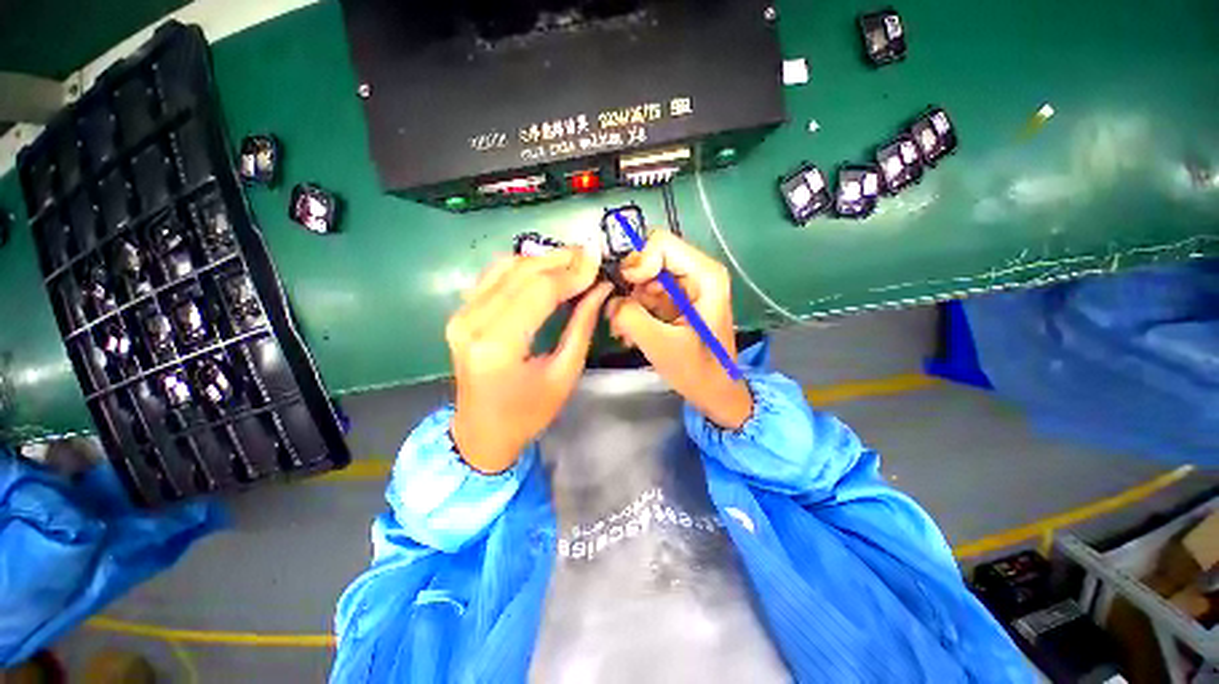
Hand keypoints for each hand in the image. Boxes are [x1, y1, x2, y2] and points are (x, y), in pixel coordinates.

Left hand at [447, 249, 611, 472]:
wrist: (482, 432)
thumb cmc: (528, 413)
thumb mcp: (565, 374)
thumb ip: (582, 326)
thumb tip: (600, 289)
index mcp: (498, 345)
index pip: (540, 291)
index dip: (573, 273)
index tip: (599, 262)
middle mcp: (473, 322)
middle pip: (522, 272)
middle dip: (561, 259)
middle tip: (590, 255)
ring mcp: (461, 314)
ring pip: (506, 267)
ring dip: (543, 259)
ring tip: (573, 260)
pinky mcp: (460, 313)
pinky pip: (493, 276)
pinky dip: (522, 266)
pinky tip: (545, 269)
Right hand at [605, 232, 752, 429]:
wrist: (715, 392)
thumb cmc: (697, 371)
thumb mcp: (661, 345)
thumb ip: (630, 317)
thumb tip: (610, 299)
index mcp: (705, 276)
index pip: (660, 243)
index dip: (637, 263)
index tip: (627, 290)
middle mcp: (696, 272)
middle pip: (649, 258)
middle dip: (629, 285)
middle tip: (619, 314)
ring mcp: (685, 286)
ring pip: (643, 277)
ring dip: (629, 302)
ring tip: (624, 331)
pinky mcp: (675, 300)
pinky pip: (645, 293)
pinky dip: (634, 310)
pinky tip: (630, 333)